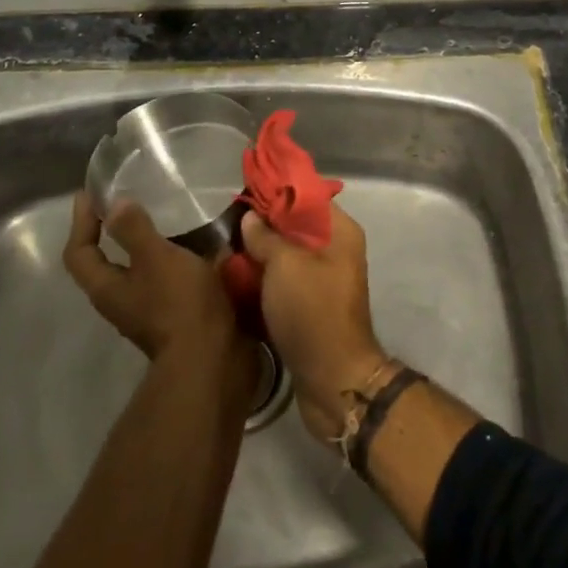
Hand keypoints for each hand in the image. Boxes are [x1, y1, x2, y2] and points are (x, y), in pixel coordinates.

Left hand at [64, 193, 240, 362]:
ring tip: (168, 216)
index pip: (79, 253)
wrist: (213, 357)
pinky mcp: (176, 313)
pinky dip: (175, 258)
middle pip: (105, 264)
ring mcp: (149, 310)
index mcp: (107, 288)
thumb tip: (114, 205)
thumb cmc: (179, 303)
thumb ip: (134, 230)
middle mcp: (121, 301)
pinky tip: (196, 243)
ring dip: (148, 245)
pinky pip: (167, 278)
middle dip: (113, 233)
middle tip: (128, 202)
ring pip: (139, 271)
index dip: (81, 222)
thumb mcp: (155, 258)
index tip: (89, 194)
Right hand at [241, 206, 388, 441]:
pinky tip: (237, 277)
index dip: (278, 191)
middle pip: (297, 226)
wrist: (332, 379)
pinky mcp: (311, 305)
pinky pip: (285, 281)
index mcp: (340, 231)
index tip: (246, 188)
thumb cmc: (312, 310)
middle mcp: (336, 250)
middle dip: (265, 223)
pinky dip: (264, 278)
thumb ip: (266, 236)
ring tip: (226, 247)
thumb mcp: (285, 265)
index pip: (308, 196)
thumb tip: (251, 217)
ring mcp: (324, 280)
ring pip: (288, 255)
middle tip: (229, 222)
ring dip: (261, 253)